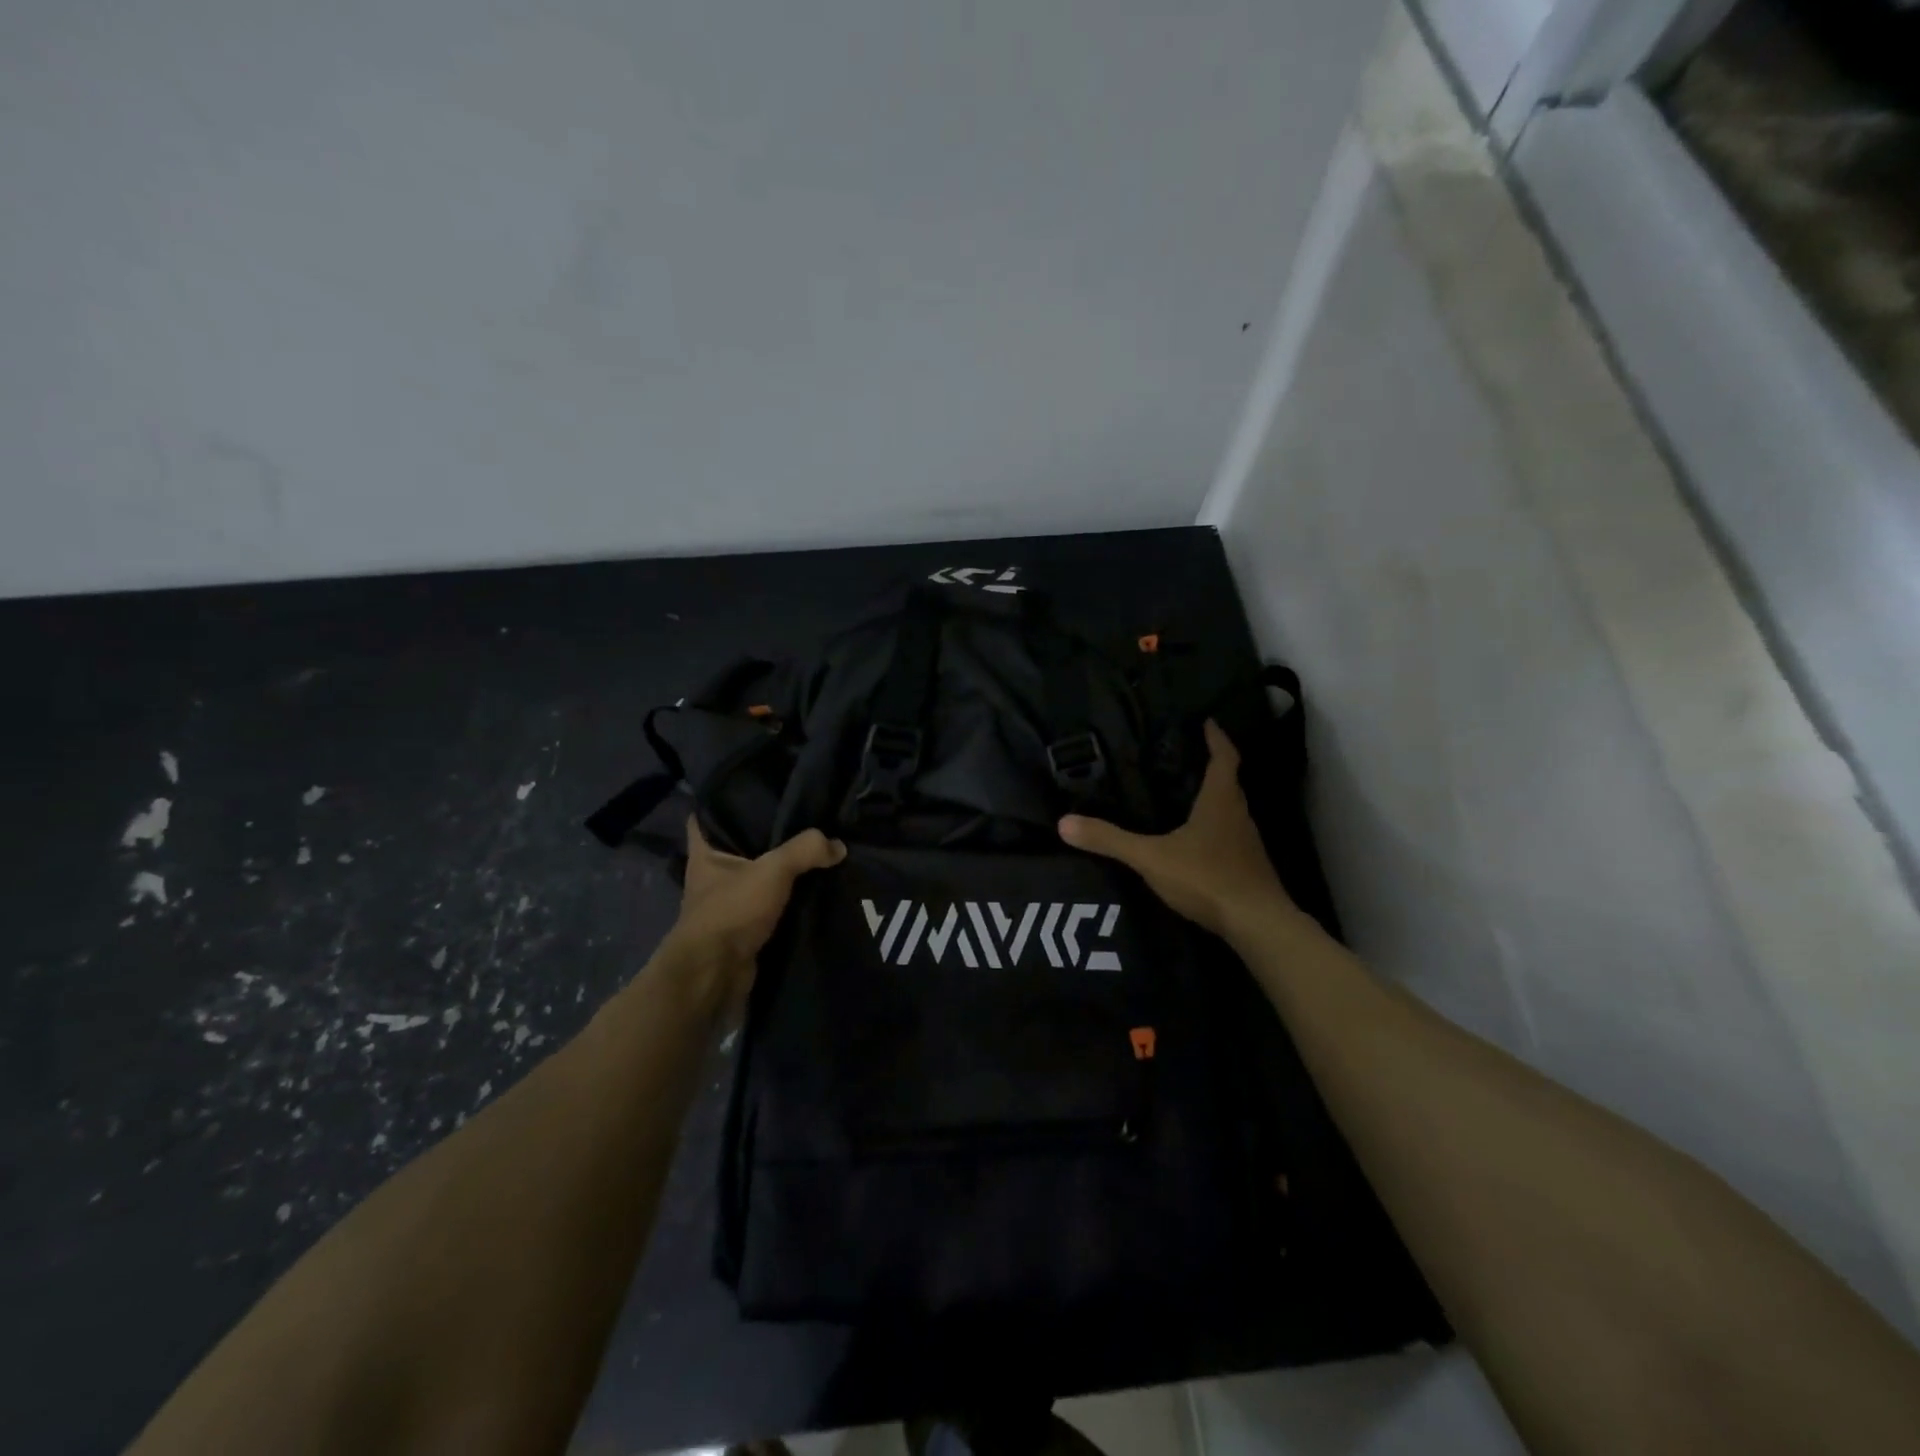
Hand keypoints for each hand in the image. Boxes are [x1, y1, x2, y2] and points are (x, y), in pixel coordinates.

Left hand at [664, 819, 845, 1009]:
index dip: (725, 801)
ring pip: (758, 877)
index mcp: (706, 852)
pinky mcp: (744, 928)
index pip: (707, 816)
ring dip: (781, 872)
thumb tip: (838, 845)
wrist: (715, 975)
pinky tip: (815, 890)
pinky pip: (770, 906)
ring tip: (817, 852)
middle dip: (766, 836)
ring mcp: (727, 903)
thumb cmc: (732, 911)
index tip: (755, 790)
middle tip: (802, 819)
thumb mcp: (773, 870)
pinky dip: (788, 901)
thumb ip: (806, 850)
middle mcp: (712, 875)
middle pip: (740, 845)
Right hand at [1059, 720, 1295, 940]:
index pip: (1224, 758)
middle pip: (1229, 783)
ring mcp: (1247, 844)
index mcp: (1220, 801)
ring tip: (1185, 796)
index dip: (1217, 738)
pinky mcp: (1248, 868)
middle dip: (1211, 767)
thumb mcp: (1151, 858)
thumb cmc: (1207, 878)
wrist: (1257, 925)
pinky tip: (1196, 842)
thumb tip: (1064, 822)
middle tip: (1186, 756)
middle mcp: (1239, 816)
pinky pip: (1230, 837)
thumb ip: (1110, 840)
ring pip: (1230, 811)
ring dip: (1213, 800)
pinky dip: (1215, 829)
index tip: (1208, 721)